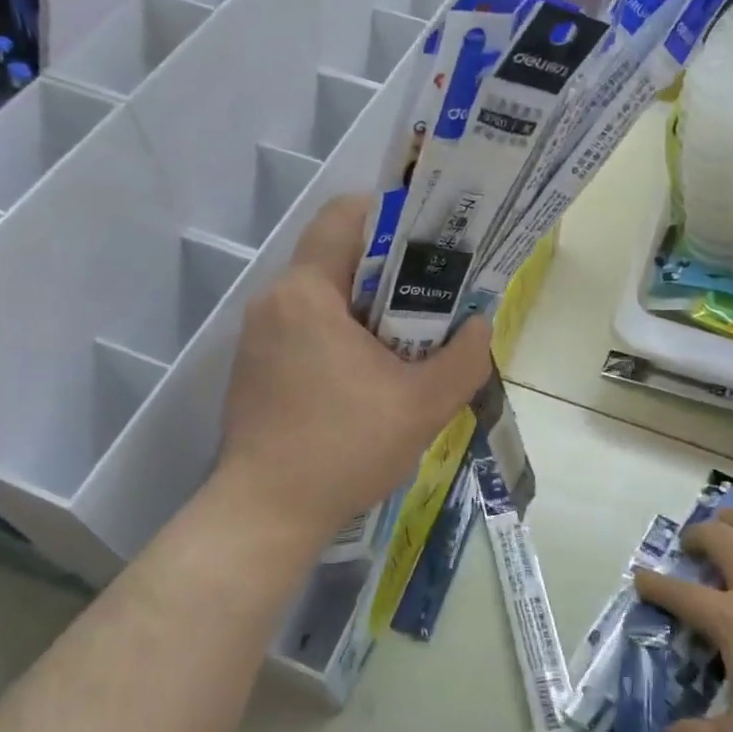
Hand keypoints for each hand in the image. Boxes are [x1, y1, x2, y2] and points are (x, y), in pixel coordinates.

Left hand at [217, 195, 491, 552]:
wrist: (264, 516)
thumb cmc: (343, 449)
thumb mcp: (424, 405)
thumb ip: (463, 358)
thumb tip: (478, 325)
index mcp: (307, 293)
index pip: (345, 215)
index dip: (392, 217)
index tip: (431, 246)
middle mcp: (274, 301)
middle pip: (337, 257)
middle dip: (389, 271)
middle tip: (433, 299)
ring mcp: (258, 335)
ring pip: (323, 295)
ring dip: (366, 308)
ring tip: (408, 341)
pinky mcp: (255, 366)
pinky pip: (304, 327)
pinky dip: (340, 334)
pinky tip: (368, 376)